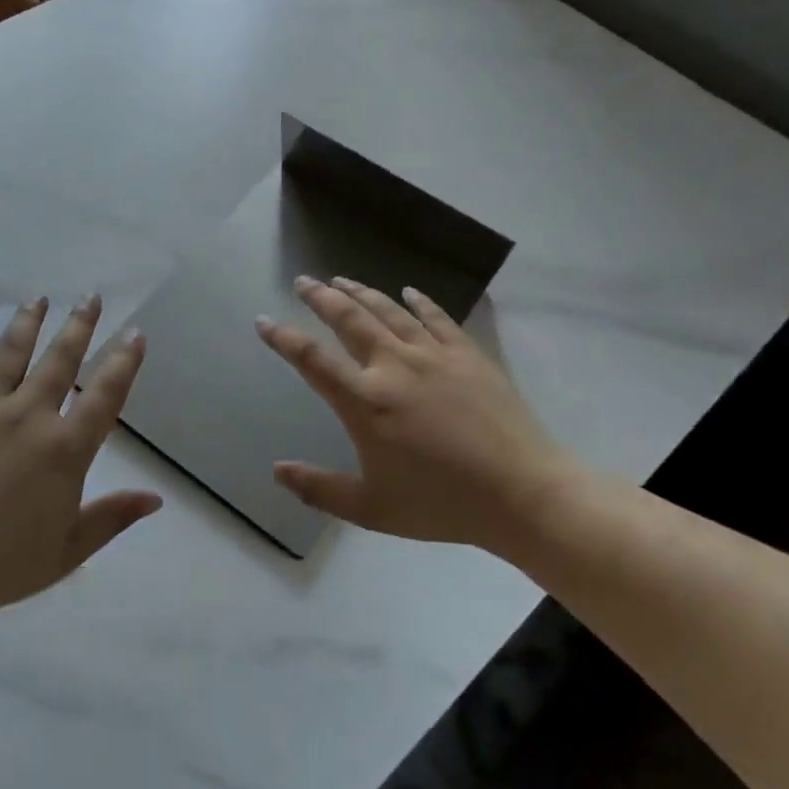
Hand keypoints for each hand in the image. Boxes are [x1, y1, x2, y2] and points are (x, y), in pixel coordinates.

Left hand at [0, 295, 158, 619]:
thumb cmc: (0, 565)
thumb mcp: (69, 551)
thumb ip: (113, 518)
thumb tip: (156, 499)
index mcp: (64, 449)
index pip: (104, 395)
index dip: (123, 362)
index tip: (134, 333)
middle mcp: (28, 416)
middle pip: (60, 360)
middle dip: (79, 325)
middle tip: (90, 297)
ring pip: (10, 352)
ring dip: (27, 323)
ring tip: (38, 299)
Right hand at [256, 277, 585, 552]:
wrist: (523, 494)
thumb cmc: (441, 504)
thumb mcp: (371, 508)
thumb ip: (318, 489)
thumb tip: (277, 471)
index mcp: (365, 402)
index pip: (312, 360)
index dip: (283, 338)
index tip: (264, 320)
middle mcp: (394, 367)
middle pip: (349, 320)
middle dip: (321, 298)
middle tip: (304, 281)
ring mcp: (434, 356)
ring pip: (389, 311)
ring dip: (361, 292)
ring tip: (342, 279)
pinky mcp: (468, 355)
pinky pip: (438, 318)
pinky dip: (419, 302)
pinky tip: (409, 292)